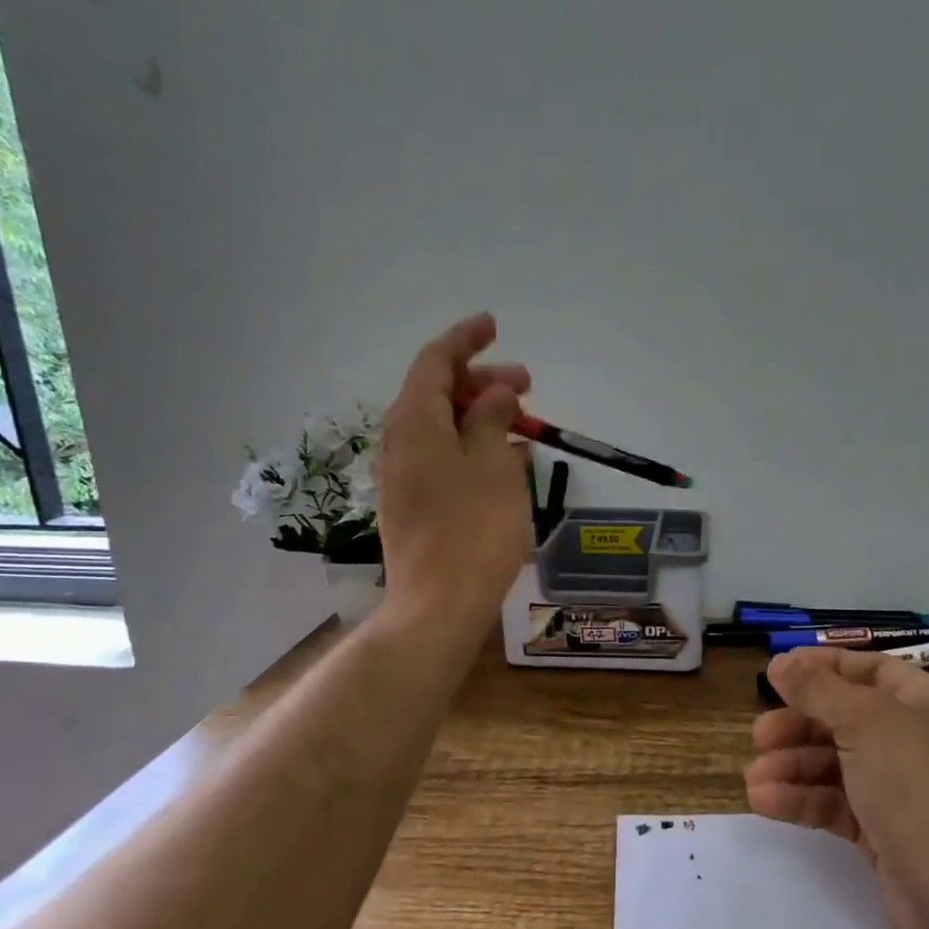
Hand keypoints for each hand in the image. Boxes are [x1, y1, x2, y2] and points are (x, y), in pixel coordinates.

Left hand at [375, 314, 533, 622]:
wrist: (440, 604)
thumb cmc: (474, 528)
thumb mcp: (493, 464)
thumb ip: (492, 419)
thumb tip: (496, 393)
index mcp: (414, 421)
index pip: (435, 361)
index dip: (465, 339)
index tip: (493, 325)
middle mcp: (400, 441)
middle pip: (438, 393)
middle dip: (482, 381)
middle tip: (527, 384)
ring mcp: (404, 475)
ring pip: (442, 426)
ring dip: (480, 415)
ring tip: (523, 422)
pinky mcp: (414, 503)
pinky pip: (443, 456)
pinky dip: (472, 446)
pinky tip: (505, 458)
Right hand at [747, 647, 928, 928]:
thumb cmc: (918, 787)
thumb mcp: (866, 722)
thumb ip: (818, 689)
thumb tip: (780, 662)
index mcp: (928, 703)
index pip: (870, 669)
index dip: (823, 667)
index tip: (776, 672)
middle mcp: (919, 740)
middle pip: (846, 718)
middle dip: (799, 725)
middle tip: (760, 736)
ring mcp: (904, 790)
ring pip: (837, 764)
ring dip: (792, 767)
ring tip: (753, 780)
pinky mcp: (887, 832)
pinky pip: (838, 804)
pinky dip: (803, 799)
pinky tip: (766, 802)